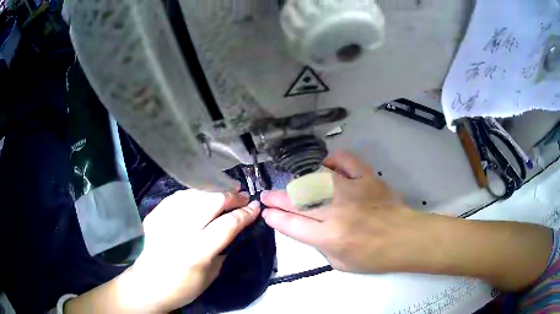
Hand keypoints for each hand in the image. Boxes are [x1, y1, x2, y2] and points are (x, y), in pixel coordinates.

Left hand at [129, 189, 260, 311]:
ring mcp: (164, 220)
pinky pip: (177, 196)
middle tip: (242, 196)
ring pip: (194, 194)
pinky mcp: (154, 214)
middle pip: (210, 202)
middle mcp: (180, 232)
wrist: (148, 285)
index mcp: (197, 252)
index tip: (255, 206)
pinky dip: (194, 193)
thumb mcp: (211, 275)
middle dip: (231, 196)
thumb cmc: (183, 288)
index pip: (227, 225)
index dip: (244, 213)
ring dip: (214, 190)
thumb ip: (222, 248)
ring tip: (226, 190)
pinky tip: (202, 195)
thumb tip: (234, 227)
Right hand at [261, 151, 422, 273]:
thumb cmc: (374, 257)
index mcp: (329, 236)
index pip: (292, 224)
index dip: (275, 218)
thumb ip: (320, 245)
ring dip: (298, 183)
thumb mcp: (340, 263)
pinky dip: (335, 159)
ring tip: (292, 186)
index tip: (266, 213)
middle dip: (277, 198)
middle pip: (298, 201)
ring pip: (316, 180)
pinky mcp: (367, 178)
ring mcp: (352, 191)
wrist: (405, 239)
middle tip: (266, 196)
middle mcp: (336, 211)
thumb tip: (309, 228)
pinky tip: (327, 164)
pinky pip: (347, 161)